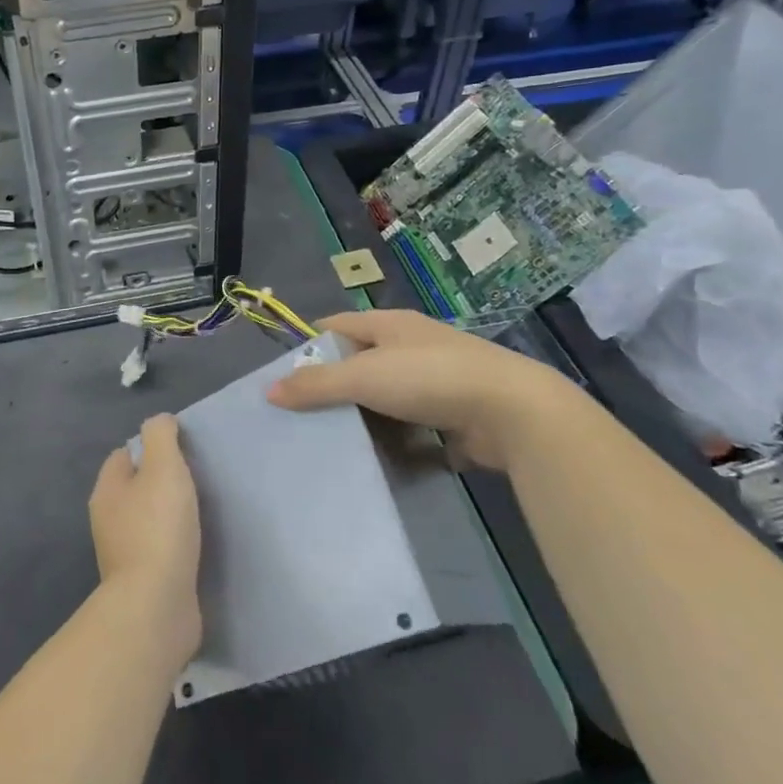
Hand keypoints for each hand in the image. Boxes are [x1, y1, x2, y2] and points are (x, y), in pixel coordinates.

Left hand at [90, 414, 202, 670]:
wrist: (156, 606)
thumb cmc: (159, 528)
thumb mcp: (163, 467)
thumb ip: (161, 437)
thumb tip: (160, 421)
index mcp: (107, 490)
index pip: (123, 455)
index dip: (150, 447)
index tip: (181, 451)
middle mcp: (108, 519)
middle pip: (135, 487)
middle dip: (160, 481)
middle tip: (195, 479)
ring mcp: (124, 552)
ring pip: (148, 519)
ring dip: (169, 514)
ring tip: (199, 511)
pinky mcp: (142, 580)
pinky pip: (159, 549)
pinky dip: (175, 543)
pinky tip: (195, 544)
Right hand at [267, 308, 575, 470]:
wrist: (513, 412)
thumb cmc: (430, 378)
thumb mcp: (364, 376)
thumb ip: (317, 383)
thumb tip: (269, 390)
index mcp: (390, 325)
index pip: (338, 326)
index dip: (310, 345)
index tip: (283, 375)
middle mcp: (411, 347)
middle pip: (360, 362)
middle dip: (333, 385)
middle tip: (300, 415)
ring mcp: (435, 381)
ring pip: (385, 396)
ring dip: (363, 415)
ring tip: (329, 440)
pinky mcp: (452, 415)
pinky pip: (410, 426)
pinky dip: (393, 439)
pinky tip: (372, 458)